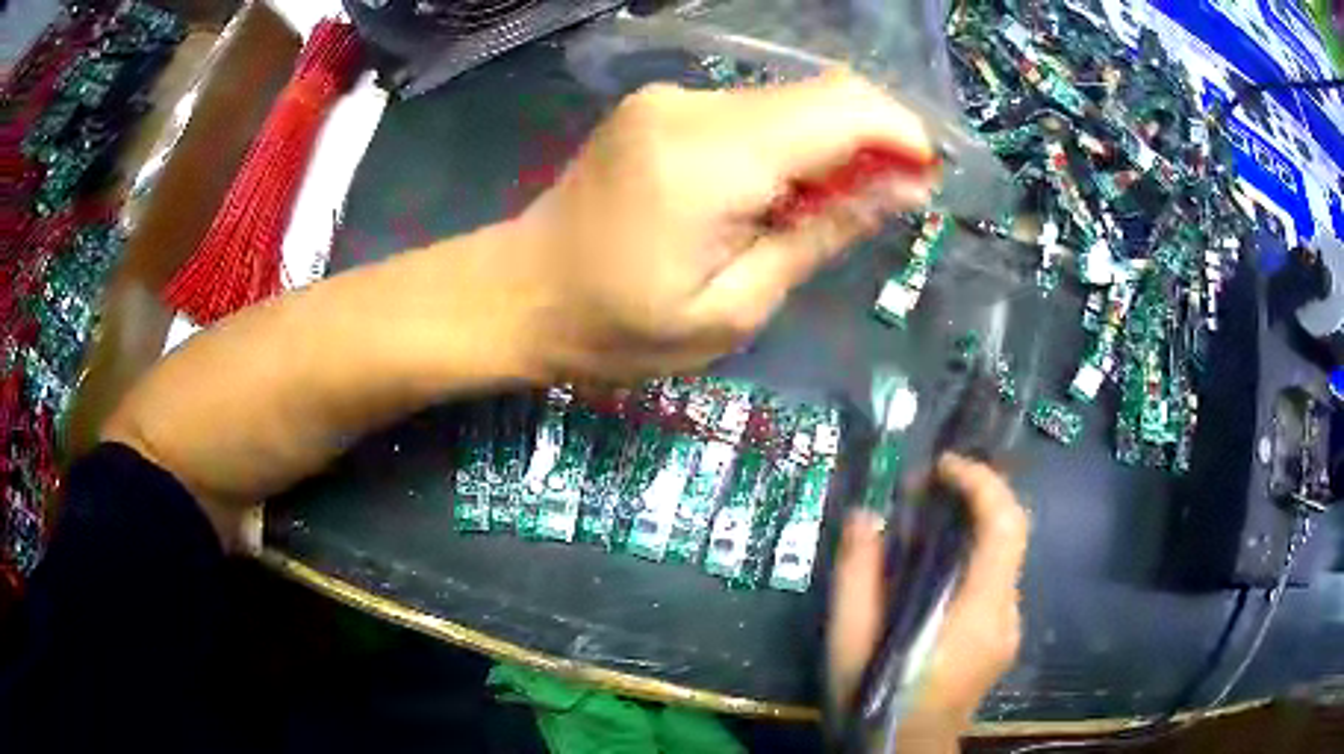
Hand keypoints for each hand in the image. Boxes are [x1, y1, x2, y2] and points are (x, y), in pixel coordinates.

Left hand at [509, 69, 936, 382]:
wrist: (517, 295)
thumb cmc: (616, 328)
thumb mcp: (733, 308)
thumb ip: (821, 234)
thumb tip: (901, 188)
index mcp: (708, 158)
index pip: (839, 109)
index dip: (902, 134)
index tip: (931, 179)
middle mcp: (690, 106)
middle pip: (820, 94)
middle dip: (874, 140)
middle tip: (889, 203)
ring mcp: (669, 99)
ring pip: (789, 100)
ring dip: (832, 145)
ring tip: (831, 210)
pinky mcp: (659, 106)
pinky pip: (751, 111)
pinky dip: (788, 143)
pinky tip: (781, 192)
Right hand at [828, 454, 1028, 751]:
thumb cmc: (874, 704)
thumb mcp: (850, 644)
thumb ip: (856, 577)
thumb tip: (864, 517)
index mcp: (977, 614)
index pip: (1004, 527)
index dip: (981, 483)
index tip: (942, 466)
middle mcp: (1006, 615)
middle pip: (1011, 533)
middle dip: (976, 494)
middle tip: (928, 486)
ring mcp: (1008, 628)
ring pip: (1004, 554)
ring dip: (971, 524)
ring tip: (922, 522)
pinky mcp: (1001, 637)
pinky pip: (996, 578)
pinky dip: (971, 555)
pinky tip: (932, 570)